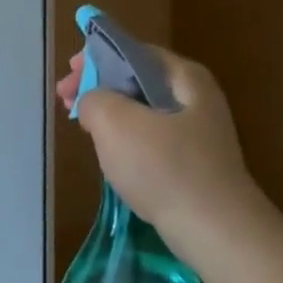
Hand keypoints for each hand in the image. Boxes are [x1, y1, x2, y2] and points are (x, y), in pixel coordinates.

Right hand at [56, 43, 268, 247]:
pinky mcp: (194, 162)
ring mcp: (198, 132)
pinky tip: (111, 155)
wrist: (215, 231)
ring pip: (142, 110)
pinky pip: (152, 139)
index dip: (94, 58)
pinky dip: (126, 139)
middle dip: (98, 87)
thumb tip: (93, 103)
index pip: (133, 51)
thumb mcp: (114, 121)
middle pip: (137, 79)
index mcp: (184, 77)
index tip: (67, 76)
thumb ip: (93, 98)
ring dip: (109, 114)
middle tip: (66, 101)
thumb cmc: (164, 167)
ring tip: (83, 127)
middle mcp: (196, 97)